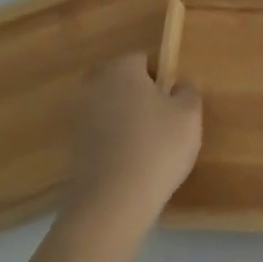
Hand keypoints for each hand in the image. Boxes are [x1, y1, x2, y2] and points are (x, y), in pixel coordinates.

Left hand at [64, 54, 202, 234]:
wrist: (113, 202)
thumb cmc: (157, 147)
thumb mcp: (189, 115)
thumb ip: (188, 91)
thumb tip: (179, 84)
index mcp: (121, 69)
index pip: (144, 60)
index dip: (162, 78)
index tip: (174, 102)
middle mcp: (95, 85)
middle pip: (123, 82)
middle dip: (140, 96)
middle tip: (163, 122)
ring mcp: (79, 117)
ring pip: (111, 108)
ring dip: (125, 120)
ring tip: (148, 147)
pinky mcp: (73, 146)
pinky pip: (101, 134)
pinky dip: (114, 142)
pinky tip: (130, 163)